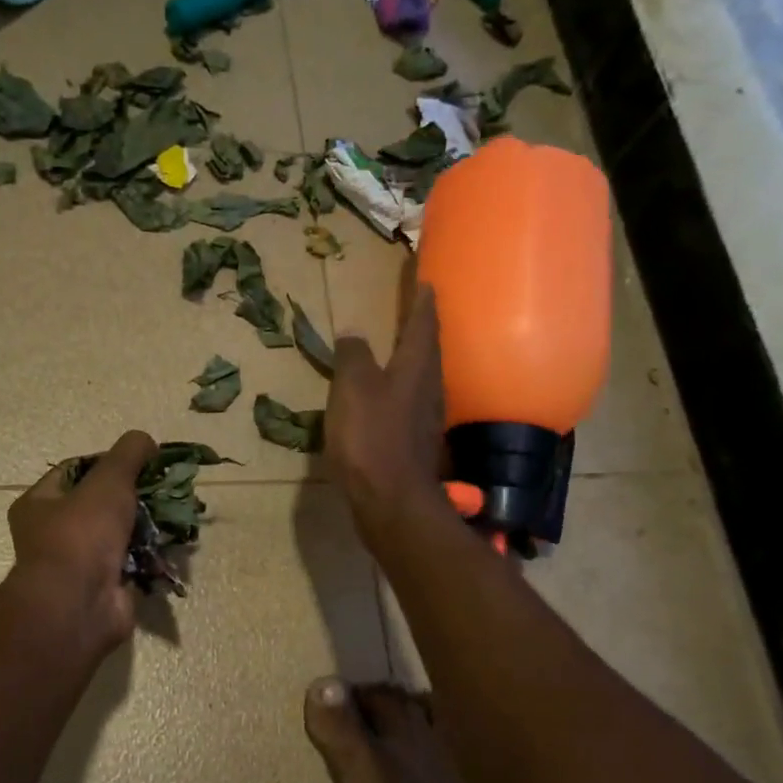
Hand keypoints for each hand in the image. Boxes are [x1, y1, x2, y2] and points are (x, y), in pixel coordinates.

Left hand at [7, 430, 157, 659]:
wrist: (79, 606)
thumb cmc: (82, 535)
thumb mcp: (108, 481)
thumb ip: (128, 455)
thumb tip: (146, 440)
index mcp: (40, 504)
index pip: (75, 470)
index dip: (108, 461)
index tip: (141, 460)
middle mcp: (54, 534)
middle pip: (101, 503)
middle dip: (135, 496)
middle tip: (164, 488)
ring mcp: (79, 564)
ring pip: (121, 535)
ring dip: (147, 527)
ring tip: (176, 515)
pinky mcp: (105, 588)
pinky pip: (133, 564)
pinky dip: (152, 557)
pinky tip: (173, 546)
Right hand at [326, 287, 444, 543]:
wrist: (391, 501)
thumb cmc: (371, 437)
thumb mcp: (352, 387)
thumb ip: (353, 356)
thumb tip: (353, 333)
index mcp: (416, 366)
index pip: (424, 322)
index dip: (422, 300)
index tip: (424, 281)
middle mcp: (429, 387)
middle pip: (428, 349)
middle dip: (421, 328)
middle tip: (412, 311)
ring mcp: (426, 418)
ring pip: (421, 378)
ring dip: (411, 361)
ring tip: (397, 350)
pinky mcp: (416, 444)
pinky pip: (410, 405)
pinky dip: (400, 392)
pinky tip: (387, 399)